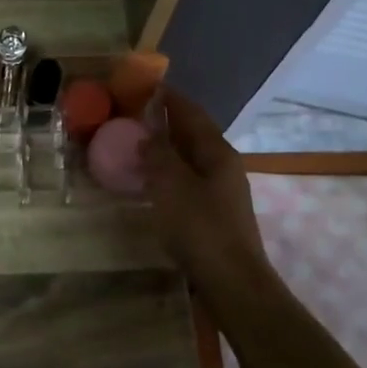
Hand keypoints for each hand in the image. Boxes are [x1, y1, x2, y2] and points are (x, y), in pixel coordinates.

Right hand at [141, 88, 270, 290]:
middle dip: (166, 121)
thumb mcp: (171, 186)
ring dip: (166, 148)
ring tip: (137, 143)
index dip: (169, 98)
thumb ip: (157, 156)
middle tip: (134, 113)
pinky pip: (187, 179)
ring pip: (189, 158)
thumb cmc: (200, 228)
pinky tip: (151, 180)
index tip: (146, 85)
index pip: (191, 113)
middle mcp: (222, 165)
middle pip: (192, 133)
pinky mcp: (214, 213)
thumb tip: (147, 135)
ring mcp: (221, 190)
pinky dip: (168, 172)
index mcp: (216, 152)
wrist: (232, 282)